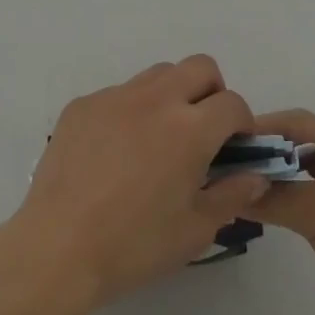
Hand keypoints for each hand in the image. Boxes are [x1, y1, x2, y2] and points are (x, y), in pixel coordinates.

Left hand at [5, 56, 270, 309]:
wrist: (58, 247)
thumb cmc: (135, 244)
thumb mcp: (196, 230)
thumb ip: (232, 195)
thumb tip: (255, 174)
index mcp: (189, 128)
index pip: (232, 103)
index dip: (242, 123)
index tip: (235, 147)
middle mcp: (155, 99)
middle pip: (199, 67)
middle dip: (212, 92)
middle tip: (203, 131)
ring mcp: (114, 96)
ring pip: (158, 74)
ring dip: (172, 95)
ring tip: (160, 137)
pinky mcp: (83, 104)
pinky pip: (119, 93)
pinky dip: (130, 111)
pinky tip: (117, 151)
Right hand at [245, 110, 314, 314]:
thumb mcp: (314, 214)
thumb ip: (269, 196)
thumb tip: (227, 189)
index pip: (297, 122)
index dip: (261, 129)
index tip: (226, 140)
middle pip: (303, 145)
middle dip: (268, 154)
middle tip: (230, 165)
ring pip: (310, 172)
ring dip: (281, 178)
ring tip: (245, 187)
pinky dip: (296, 198)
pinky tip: (273, 210)